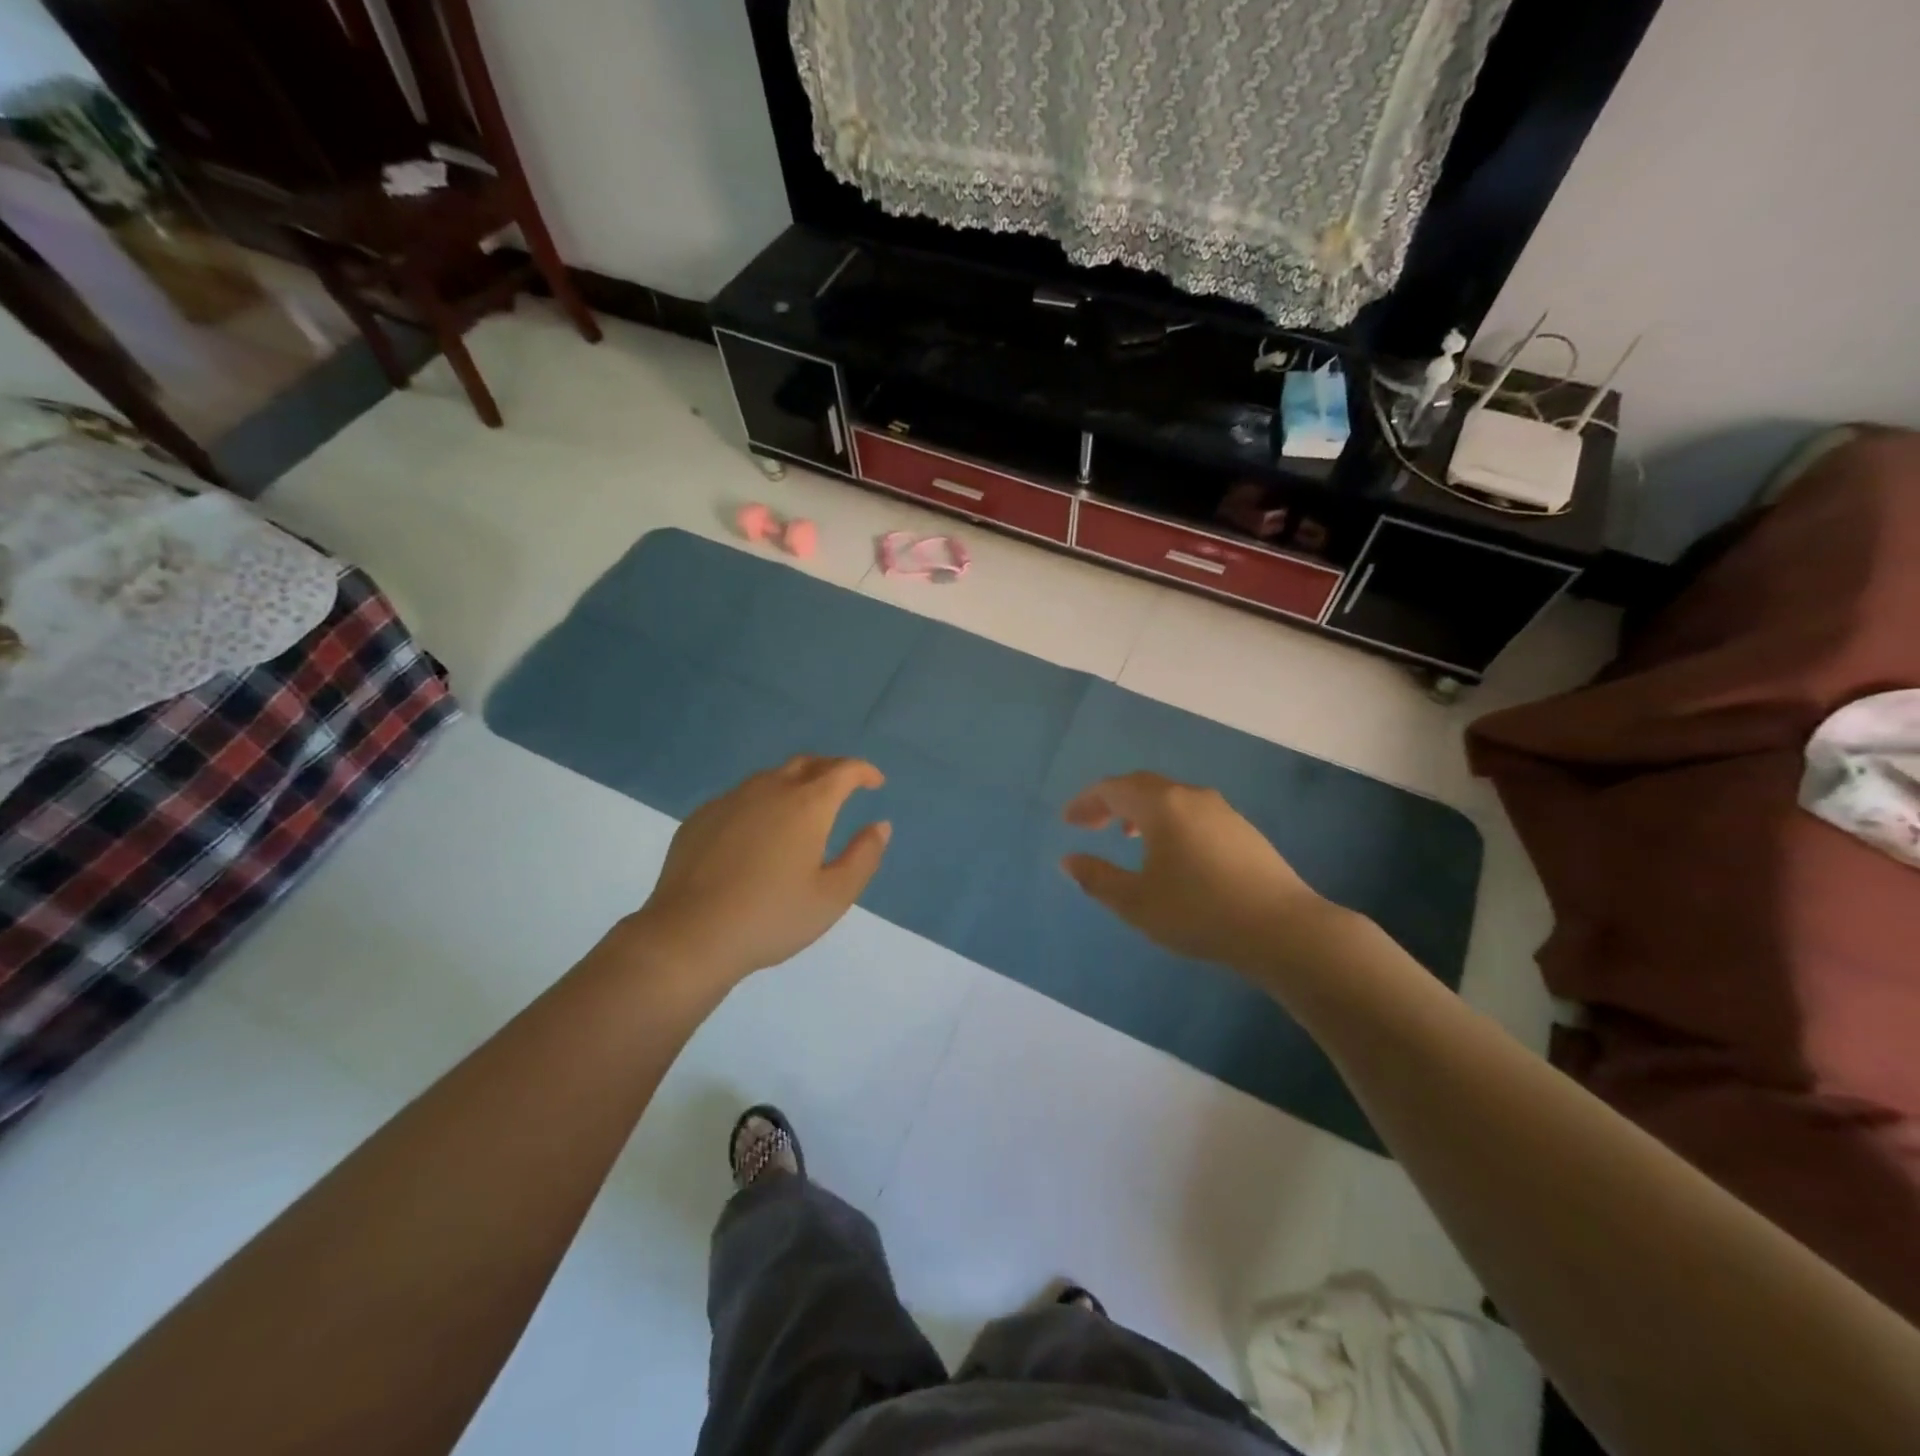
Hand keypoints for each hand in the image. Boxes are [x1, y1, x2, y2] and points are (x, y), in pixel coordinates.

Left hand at [625, 756, 890, 984]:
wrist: (689, 936)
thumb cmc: (771, 917)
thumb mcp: (833, 896)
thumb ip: (863, 856)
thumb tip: (880, 826)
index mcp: (807, 805)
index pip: (843, 771)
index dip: (864, 771)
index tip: (875, 782)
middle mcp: (769, 790)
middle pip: (807, 763)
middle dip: (831, 769)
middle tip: (844, 787)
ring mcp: (730, 801)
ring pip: (770, 778)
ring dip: (794, 783)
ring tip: (802, 810)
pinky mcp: (700, 818)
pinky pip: (740, 798)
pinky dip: (761, 803)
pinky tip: (757, 834)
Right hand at [1061, 772, 1345, 981]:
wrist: (1283, 929)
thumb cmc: (1200, 912)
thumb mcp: (1137, 903)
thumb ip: (1097, 878)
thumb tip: (1069, 860)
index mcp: (1162, 805)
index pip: (1112, 789)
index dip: (1086, 803)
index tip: (1068, 822)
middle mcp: (1191, 796)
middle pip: (1142, 786)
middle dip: (1111, 802)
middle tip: (1091, 824)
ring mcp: (1222, 810)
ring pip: (1170, 797)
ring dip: (1142, 809)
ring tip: (1128, 834)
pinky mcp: (1242, 829)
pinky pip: (1192, 811)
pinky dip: (1168, 819)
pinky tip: (1172, 850)